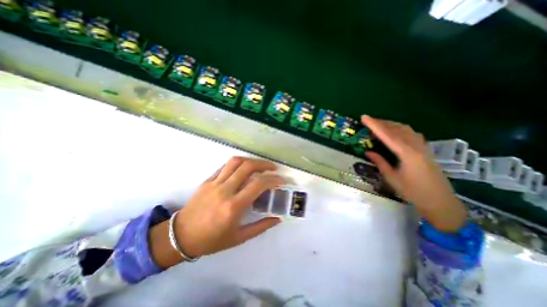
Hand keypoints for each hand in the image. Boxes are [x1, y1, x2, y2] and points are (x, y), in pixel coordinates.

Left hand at [175, 157, 283, 256]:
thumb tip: (277, 218)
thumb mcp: (239, 238)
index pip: (258, 184)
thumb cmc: (211, 240)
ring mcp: (214, 183)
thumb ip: (261, 227)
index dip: (273, 179)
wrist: (181, 236)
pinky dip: (238, 164)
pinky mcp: (208, 180)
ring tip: (260, 165)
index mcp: (233, 206)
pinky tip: (244, 168)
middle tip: (273, 168)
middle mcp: (225, 190)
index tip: (281, 180)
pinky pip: (225, 166)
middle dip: (264, 164)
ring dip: (251, 160)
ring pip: (236, 162)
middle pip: (248, 167)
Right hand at [363, 115, 465, 232]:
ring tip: (379, 124)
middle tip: (368, 120)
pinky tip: (396, 132)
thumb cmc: (413, 191)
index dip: (374, 125)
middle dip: (381, 122)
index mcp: (406, 153)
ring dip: (391, 124)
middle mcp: (416, 146)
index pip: (387, 135)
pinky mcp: (426, 150)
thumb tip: (368, 152)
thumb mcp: (392, 178)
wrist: (441, 202)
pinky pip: (412, 134)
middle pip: (397, 128)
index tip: (364, 117)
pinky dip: (401, 129)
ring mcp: (423, 147)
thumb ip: (380, 163)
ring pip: (406, 129)